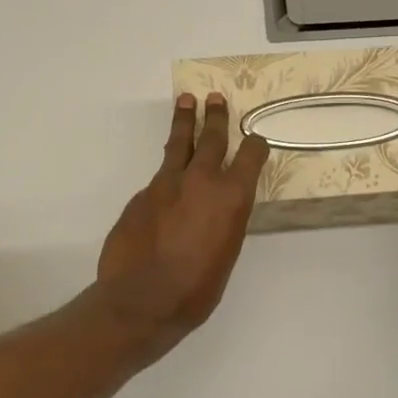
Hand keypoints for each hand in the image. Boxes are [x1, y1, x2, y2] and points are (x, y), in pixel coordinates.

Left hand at [97, 93, 269, 360]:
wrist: (141, 299)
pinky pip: (159, 177)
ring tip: (186, 101)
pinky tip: (166, 181)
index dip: (255, 146)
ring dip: (185, 122)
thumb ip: (224, 223)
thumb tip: (216, 211)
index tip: (256, 140)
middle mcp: (201, 180)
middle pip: (211, 138)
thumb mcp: (226, 254)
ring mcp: (166, 184)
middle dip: (215, 117)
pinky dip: (167, 173)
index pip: (250, 157)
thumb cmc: (196, 289)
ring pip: (179, 145)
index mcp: (231, 196)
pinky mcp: (141, 195)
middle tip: (215, 98)